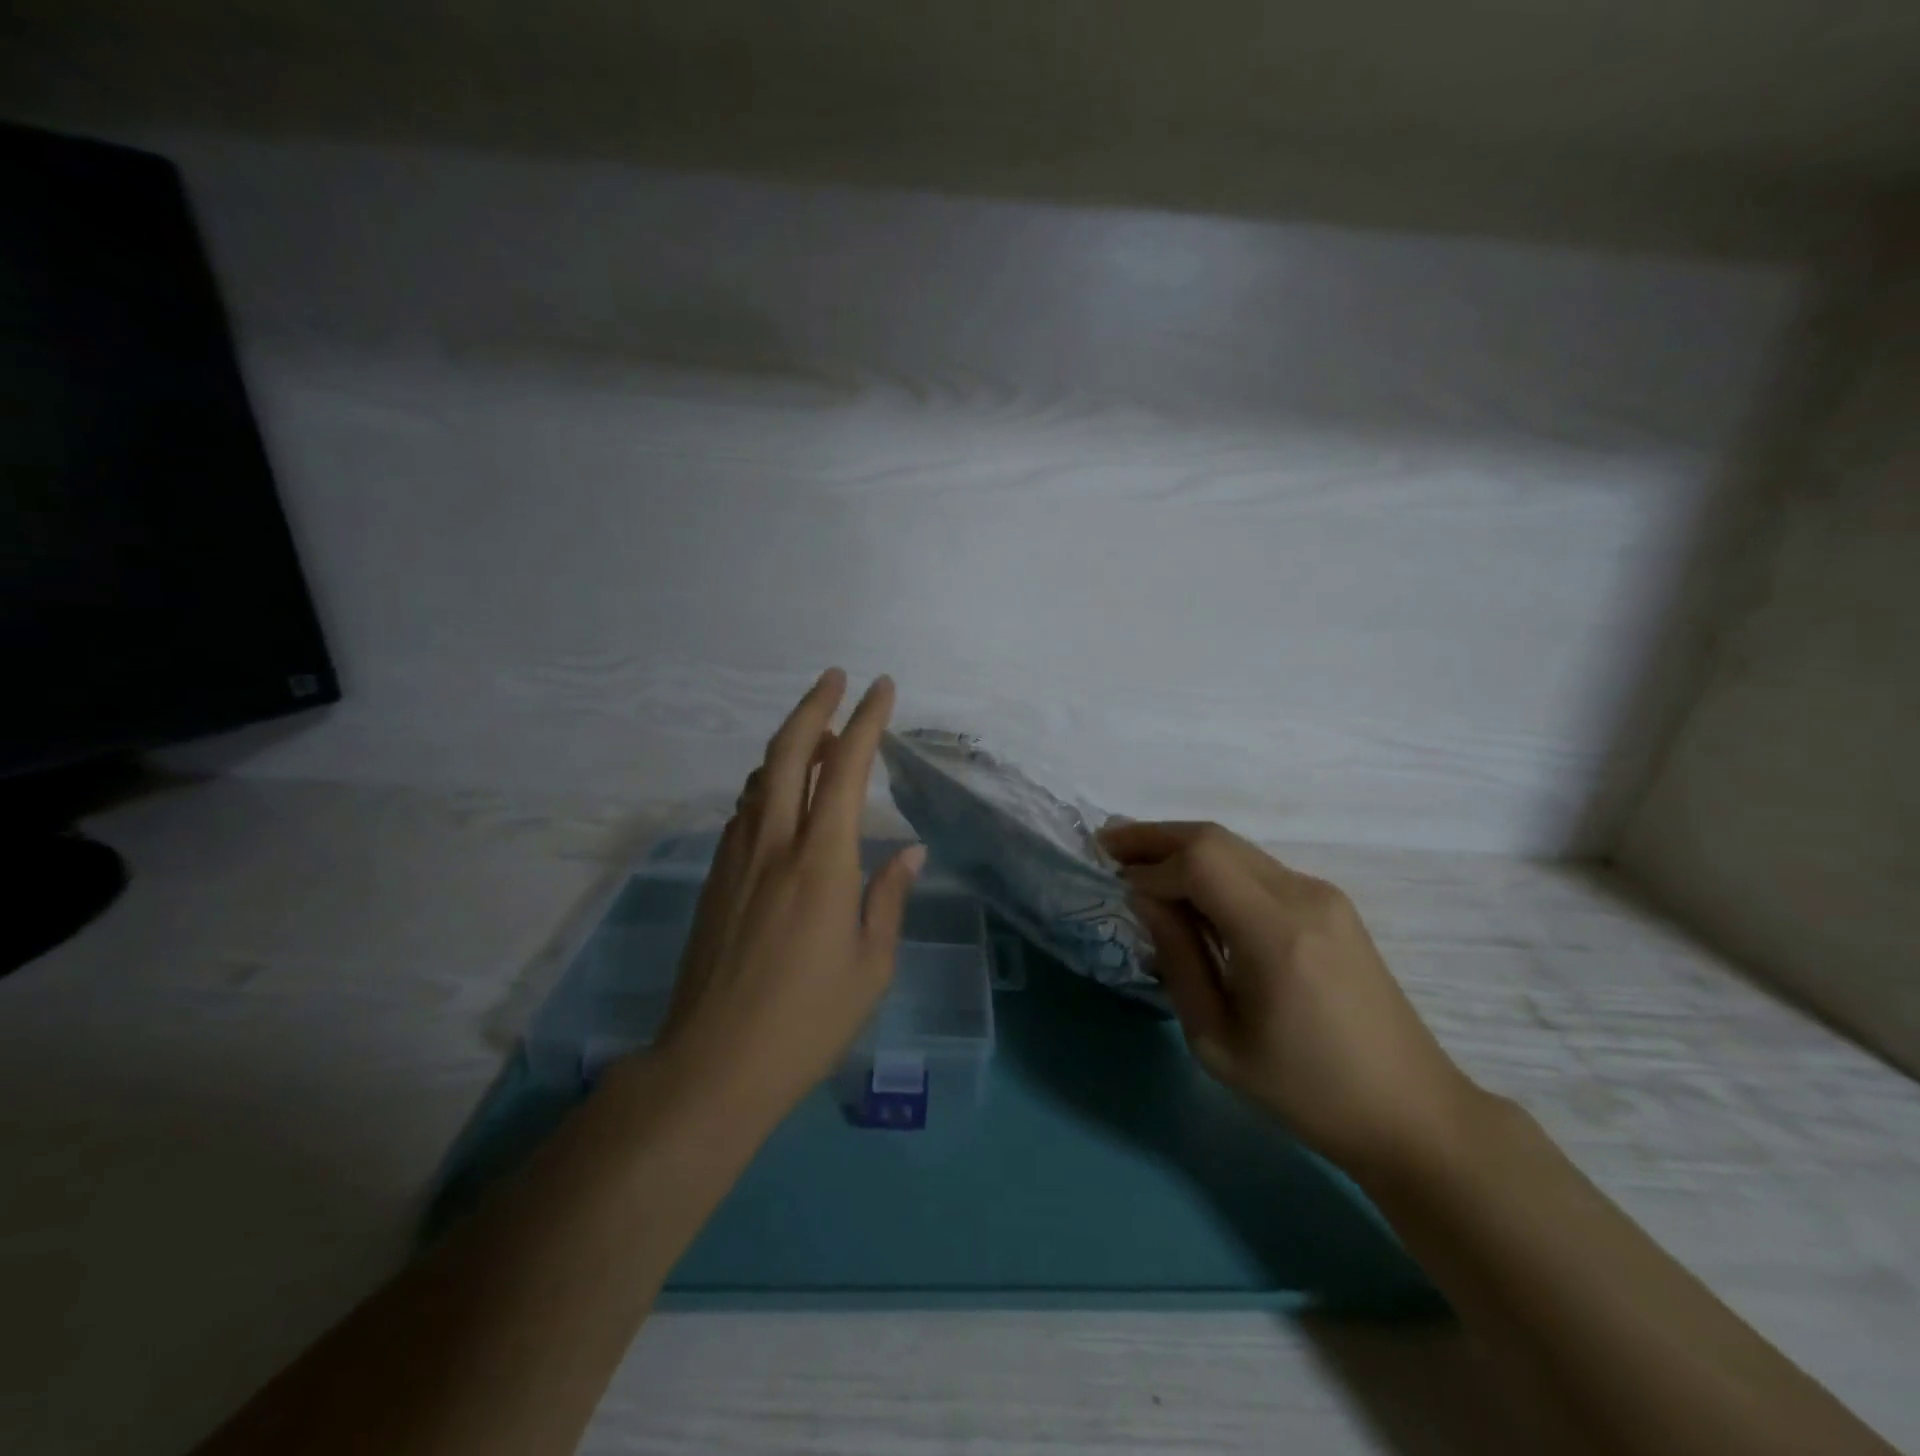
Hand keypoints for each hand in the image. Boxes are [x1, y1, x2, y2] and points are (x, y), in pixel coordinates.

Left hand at [652, 669, 923, 1121]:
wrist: (712, 1064)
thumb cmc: (806, 1020)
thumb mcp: (870, 965)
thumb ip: (889, 897)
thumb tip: (910, 851)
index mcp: (821, 861)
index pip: (846, 769)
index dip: (867, 722)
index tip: (882, 688)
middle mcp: (774, 843)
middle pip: (788, 751)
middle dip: (814, 706)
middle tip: (835, 678)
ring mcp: (737, 858)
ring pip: (761, 777)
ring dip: (791, 745)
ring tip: (820, 738)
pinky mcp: (716, 877)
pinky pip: (745, 810)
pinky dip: (769, 784)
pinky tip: (783, 797)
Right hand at [1102, 820, 1483, 1182]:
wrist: (1411, 1112)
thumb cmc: (1305, 1091)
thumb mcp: (1217, 1039)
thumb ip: (1177, 958)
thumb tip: (1145, 898)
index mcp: (1275, 934)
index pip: (1199, 863)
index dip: (1149, 865)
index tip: (1113, 882)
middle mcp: (1303, 896)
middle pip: (1216, 838)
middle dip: (1157, 836)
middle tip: (1109, 843)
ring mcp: (1323, 896)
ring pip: (1237, 847)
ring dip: (1184, 848)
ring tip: (1138, 860)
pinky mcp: (1332, 906)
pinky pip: (1258, 869)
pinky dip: (1214, 867)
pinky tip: (1190, 889)